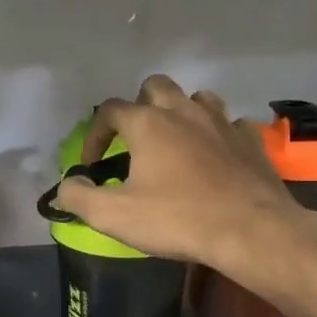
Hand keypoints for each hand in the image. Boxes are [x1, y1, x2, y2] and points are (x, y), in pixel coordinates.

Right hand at [53, 74, 306, 270]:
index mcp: (148, 124)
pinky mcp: (250, 140)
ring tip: (176, 140)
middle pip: (155, 86)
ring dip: (181, 112)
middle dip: (139, 106)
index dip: (95, 134)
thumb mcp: (115, 216)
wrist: (250, 230)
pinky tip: (216, 155)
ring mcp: (222, 121)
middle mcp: (184, 111)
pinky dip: (218, 134)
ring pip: (197, 98)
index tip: (93, 163)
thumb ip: (80, 197)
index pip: (110, 110)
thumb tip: (66, 185)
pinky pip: (231, 123)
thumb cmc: (177, 220)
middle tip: (136, 140)